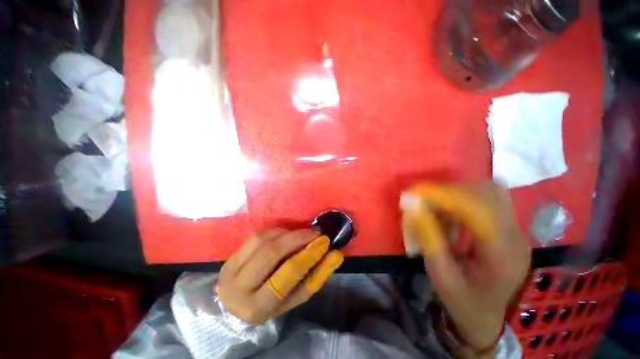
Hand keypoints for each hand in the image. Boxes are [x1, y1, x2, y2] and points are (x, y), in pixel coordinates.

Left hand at [217, 228, 343, 323]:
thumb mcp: (295, 297)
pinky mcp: (231, 255)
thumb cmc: (272, 304)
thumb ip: (317, 276)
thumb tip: (335, 255)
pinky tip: (286, 233)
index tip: (324, 241)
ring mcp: (231, 268)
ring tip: (302, 233)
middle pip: (272, 252)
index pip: (287, 274)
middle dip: (297, 237)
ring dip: (287, 233)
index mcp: (258, 306)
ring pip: (263, 240)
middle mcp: (239, 287)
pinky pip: (257, 235)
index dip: (308, 254)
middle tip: (315, 232)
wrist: (237, 304)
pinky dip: (276, 231)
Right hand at [401, 182, 530, 356]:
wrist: (487, 317)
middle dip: (447, 191)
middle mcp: (516, 237)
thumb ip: (426, 236)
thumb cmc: (462, 301)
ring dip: (454, 193)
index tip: (413, 192)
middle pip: (485, 194)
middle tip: (419, 199)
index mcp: (503, 256)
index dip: (442, 195)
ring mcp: (516, 230)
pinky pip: (486, 199)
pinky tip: (448, 212)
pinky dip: (462, 198)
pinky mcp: (509, 226)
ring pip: (487, 192)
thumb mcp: (439, 273)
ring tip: (432, 205)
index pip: (477, 210)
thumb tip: (410, 202)